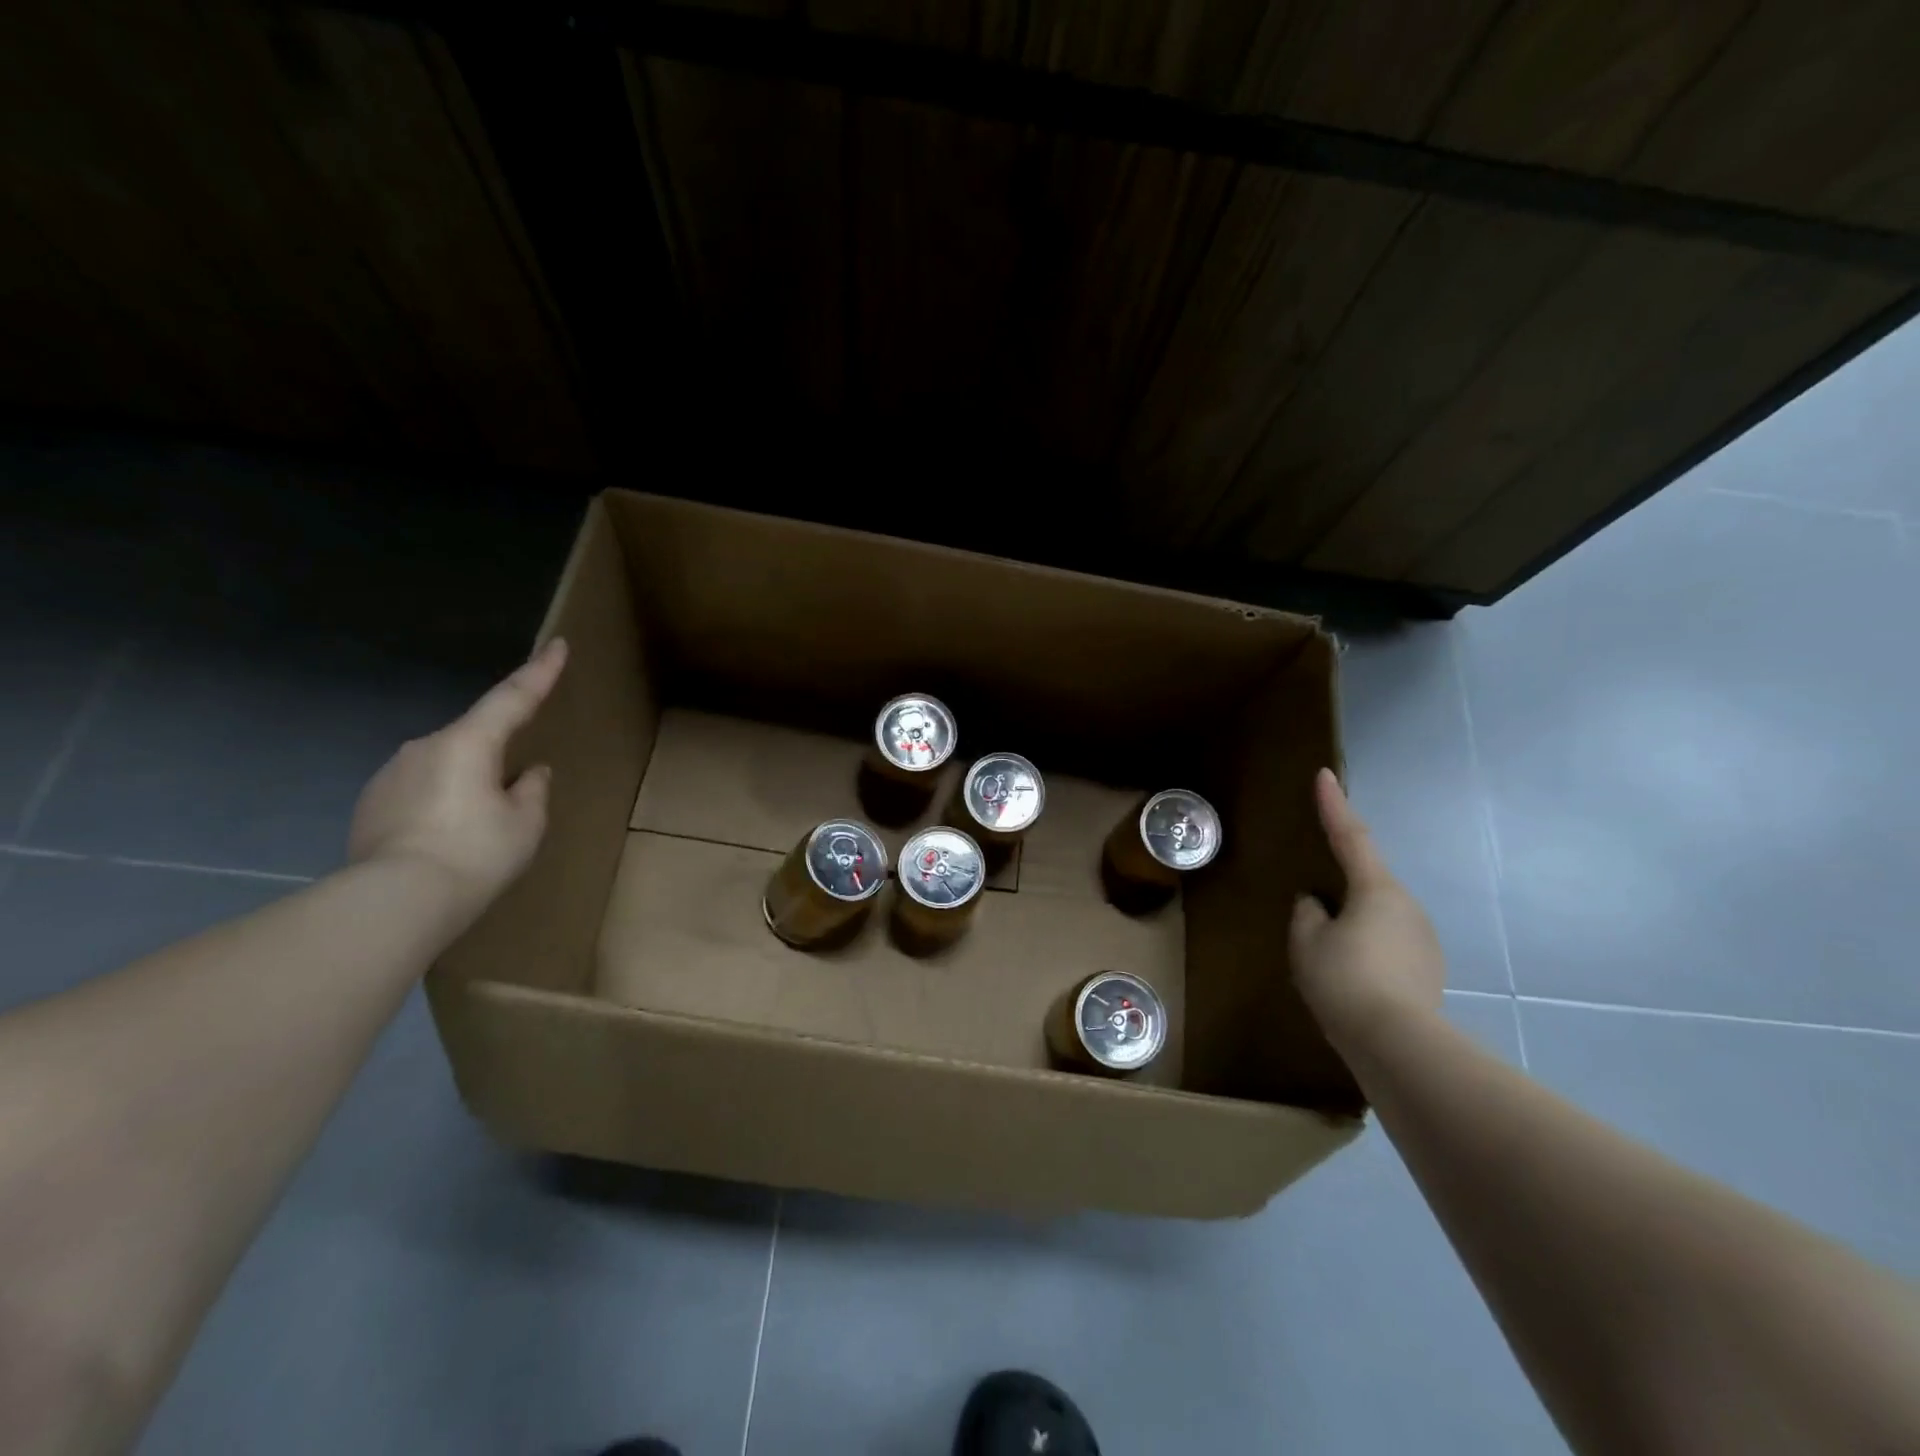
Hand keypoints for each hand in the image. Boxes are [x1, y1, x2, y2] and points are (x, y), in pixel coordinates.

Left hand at [347, 638, 568, 912]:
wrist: (393, 902)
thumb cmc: (475, 854)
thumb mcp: (526, 824)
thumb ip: (533, 790)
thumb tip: (529, 773)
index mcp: (468, 743)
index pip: (513, 697)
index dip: (540, 671)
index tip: (558, 644)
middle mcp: (425, 747)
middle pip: (475, 740)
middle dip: (497, 760)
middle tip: (512, 801)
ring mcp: (391, 774)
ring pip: (445, 767)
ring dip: (466, 786)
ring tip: (476, 833)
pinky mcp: (370, 804)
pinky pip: (419, 792)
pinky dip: (438, 806)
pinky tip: (444, 842)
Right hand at [1290, 768, 1445, 1055]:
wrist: (1396, 1044)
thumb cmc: (1343, 980)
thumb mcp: (1306, 941)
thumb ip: (1307, 913)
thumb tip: (1316, 904)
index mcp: (1376, 890)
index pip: (1351, 836)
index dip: (1334, 804)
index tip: (1325, 774)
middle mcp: (1407, 906)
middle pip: (1366, 884)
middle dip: (1341, 891)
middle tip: (1314, 916)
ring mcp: (1423, 940)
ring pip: (1378, 918)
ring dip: (1354, 926)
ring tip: (1330, 960)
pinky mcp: (1428, 970)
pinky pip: (1389, 946)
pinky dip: (1368, 952)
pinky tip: (1352, 980)